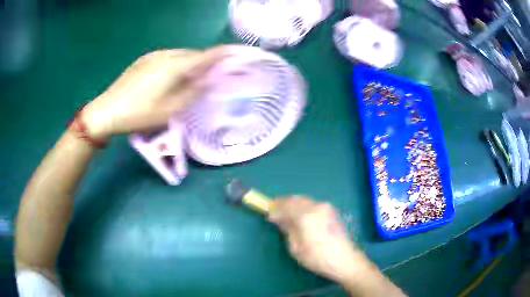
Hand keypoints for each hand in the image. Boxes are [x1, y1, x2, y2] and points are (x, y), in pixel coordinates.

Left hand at [82, 46, 228, 140]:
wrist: (106, 111)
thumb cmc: (139, 114)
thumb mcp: (170, 110)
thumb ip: (194, 92)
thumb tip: (213, 80)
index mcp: (174, 65)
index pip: (206, 55)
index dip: (223, 54)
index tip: (237, 54)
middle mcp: (165, 54)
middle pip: (193, 54)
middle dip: (205, 62)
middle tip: (212, 76)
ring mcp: (152, 55)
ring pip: (180, 55)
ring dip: (190, 64)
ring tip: (191, 79)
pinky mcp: (143, 60)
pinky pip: (167, 57)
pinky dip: (177, 64)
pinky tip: (171, 77)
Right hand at [269, 197, 366, 282]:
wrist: (344, 259)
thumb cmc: (317, 257)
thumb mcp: (296, 248)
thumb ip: (288, 230)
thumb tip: (280, 219)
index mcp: (305, 216)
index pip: (285, 207)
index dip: (275, 209)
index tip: (268, 212)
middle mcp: (316, 207)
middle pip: (295, 200)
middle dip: (283, 203)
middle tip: (275, 209)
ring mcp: (326, 207)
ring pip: (304, 200)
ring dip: (294, 204)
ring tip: (286, 212)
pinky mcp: (332, 211)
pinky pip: (313, 204)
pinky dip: (303, 206)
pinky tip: (300, 214)